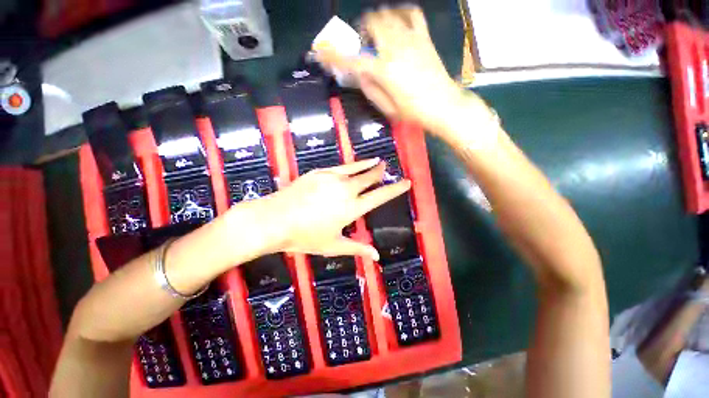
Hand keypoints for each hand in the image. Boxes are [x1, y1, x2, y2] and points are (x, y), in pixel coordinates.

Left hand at [268, 159, 410, 259]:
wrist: (275, 220)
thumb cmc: (305, 236)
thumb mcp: (333, 245)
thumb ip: (357, 249)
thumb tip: (376, 257)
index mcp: (352, 208)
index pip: (380, 196)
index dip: (395, 189)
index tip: (406, 182)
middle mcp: (346, 189)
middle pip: (370, 177)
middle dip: (380, 172)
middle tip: (387, 167)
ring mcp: (332, 178)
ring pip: (356, 168)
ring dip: (368, 165)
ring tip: (377, 160)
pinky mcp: (319, 172)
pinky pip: (340, 166)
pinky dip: (351, 164)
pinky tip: (353, 164)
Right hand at [313, 6, 469, 133]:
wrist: (443, 105)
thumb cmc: (413, 112)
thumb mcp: (387, 108)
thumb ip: (370, 89)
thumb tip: (359, 74)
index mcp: (384, 70)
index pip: (352, 60)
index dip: (333, 56)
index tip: (321, 53)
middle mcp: (395, 48)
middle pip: (371, 24)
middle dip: (360, 31)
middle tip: (362, 45)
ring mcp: (411, 39)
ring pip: (388, 14)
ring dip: (377, 21)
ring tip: (377, 35)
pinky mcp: (424, 38)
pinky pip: (412, 14)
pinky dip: (401, 14)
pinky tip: (397, 22)